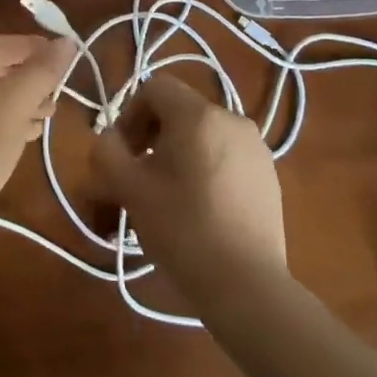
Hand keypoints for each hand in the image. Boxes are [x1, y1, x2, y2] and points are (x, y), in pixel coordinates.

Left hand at [0, 34, 74, 259]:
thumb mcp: (17, 102)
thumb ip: (44, 69)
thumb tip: (67, 41)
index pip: (8, 43)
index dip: (41, 50)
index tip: (72, 63)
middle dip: (32, 79)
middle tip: (59, 95)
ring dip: (22, 101)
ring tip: (48, 116)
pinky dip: (5, 120)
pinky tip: (27, 134)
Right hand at [91, 75, 286, 299]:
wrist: (248, 288)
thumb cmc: (183, 230)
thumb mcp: (130, 190)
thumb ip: (107, 152)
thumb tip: (108, 138)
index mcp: (199, 115)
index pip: (155, 88)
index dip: (130, 115)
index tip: (125, 154)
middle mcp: (232, 119)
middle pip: (180, 110)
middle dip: (153, 136)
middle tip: (140, 176)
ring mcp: (256, 148)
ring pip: (203, 135)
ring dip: (178, 153)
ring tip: (168, 195)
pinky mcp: (269, 176)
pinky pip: (226, 155)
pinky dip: (206, 168)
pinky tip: (201, 209)